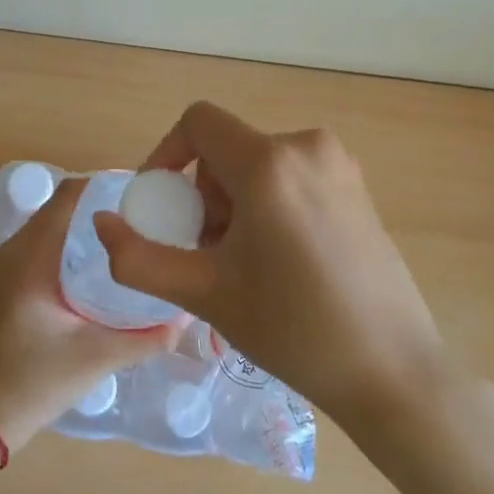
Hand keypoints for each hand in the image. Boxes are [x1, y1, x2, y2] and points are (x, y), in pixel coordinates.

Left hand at [0, 177, 179, 450]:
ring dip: (86, 224)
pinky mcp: (9, 282)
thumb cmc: (34, 381)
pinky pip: (44, 244)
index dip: (106, 185)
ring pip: (53, 225)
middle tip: (146, 216)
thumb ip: (146, 337)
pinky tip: (101, 265)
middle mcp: (15, 249)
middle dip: (102, 204)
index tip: (144, 194)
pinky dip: (71, 241)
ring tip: (129, 236)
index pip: (69, 195)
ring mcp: (8, 265)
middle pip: (62, 205)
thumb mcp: (96, 357)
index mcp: (32, 255)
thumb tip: (187, 316)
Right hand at [93, 102, 452, 434]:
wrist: (391, 370)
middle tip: (207, 251)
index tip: (162, 205)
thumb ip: (138, 257)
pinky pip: (290, 176)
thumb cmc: (292, 329)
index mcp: (269, 162)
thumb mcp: (204, 293)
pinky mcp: (357, 186)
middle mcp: (307, 146)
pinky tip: (279, 259)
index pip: (198, 122)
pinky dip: (268, 203)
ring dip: (234, 203)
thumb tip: (102, 223)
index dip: (166, 154)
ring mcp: (339, 164)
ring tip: (243, 264)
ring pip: (258, 164)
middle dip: (204, 194)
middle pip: (227, 148)